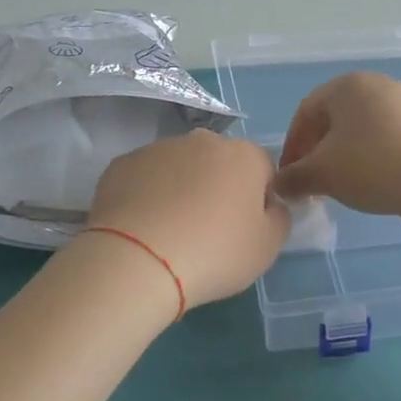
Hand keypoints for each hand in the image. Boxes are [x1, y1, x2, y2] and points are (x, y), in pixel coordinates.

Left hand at [87, 129, 290, 306]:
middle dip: (218, 187)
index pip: (264, 169)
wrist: (137, 260)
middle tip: (208, 230)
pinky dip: (147, 195)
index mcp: (244, 155)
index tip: (246, 228)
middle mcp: (202, 140)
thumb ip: (279, 217)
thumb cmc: (214, 253)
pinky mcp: (121, 164)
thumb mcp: (268, 247)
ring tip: (170, 232)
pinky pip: (145, 178)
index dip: (259, 198)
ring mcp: (158, 148)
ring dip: (181, 189)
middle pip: (219, 162)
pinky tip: (142, 228)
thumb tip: (270, 204)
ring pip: (179, 167)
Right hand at [272, 73, 400, 219]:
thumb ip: (293, 177)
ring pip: (361, 127)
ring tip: (342, 183)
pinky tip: (373, 179)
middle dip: (318, 149)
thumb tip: (278, 185)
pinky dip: (371, 154)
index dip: (292, 145)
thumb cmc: (370, 166)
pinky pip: (387, 135)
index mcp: (346, 85)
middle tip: (312, 180)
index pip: (305, 112)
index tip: (289, 175)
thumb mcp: (322, 174)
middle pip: (334, 117)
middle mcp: (376, 83)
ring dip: (344, 153)